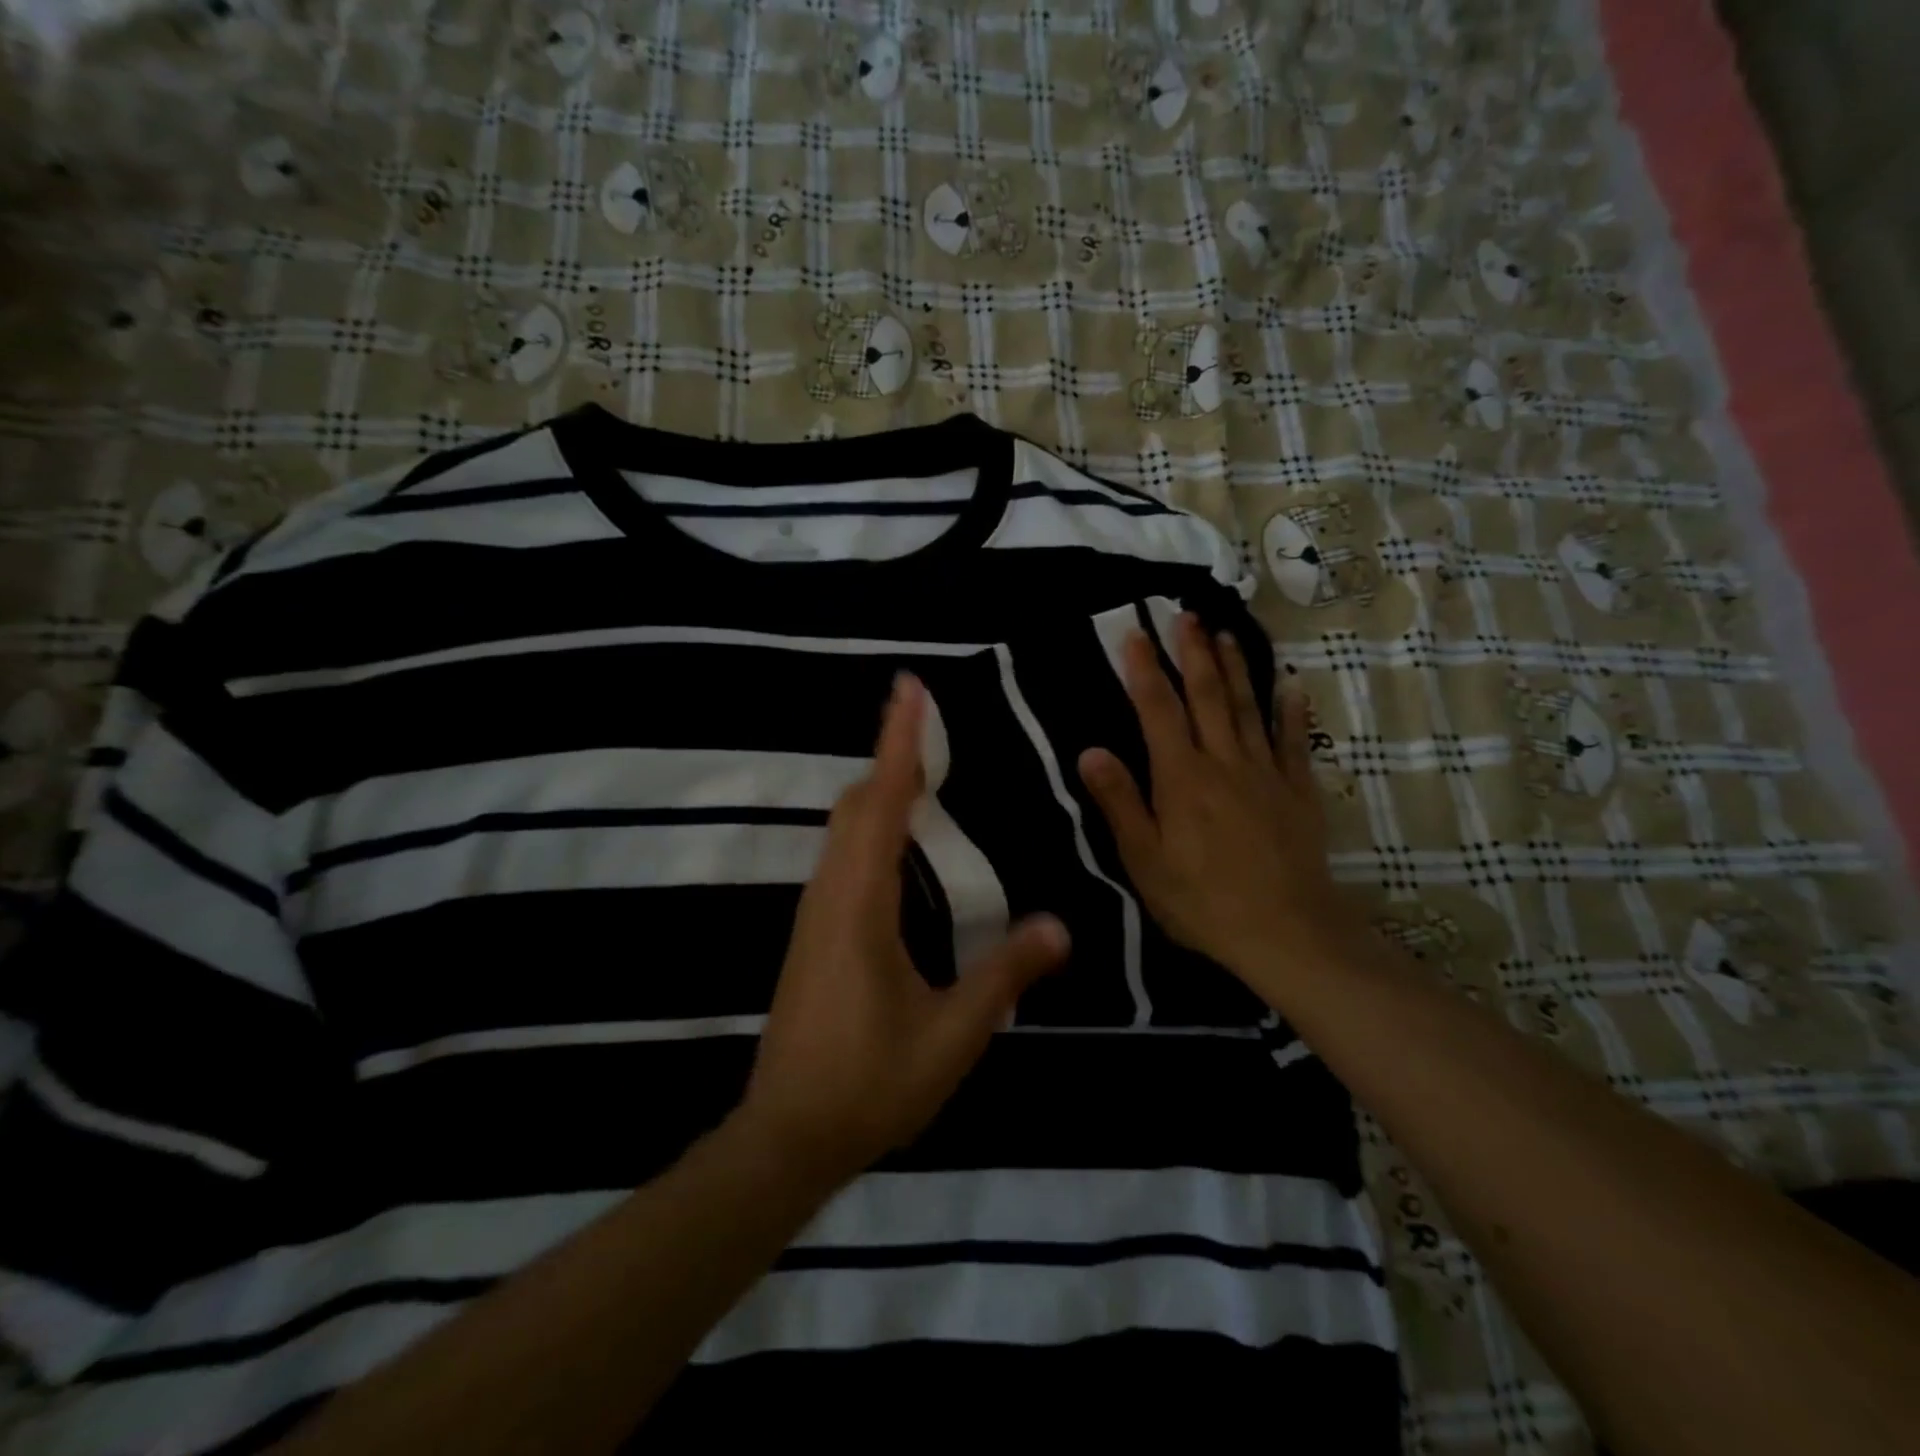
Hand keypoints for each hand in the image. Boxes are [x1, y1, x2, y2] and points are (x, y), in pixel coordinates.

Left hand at [739, 673, 1069, 1190]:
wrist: (786, 1136)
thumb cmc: (870, 1084)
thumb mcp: (952, 1035)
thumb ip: (1004, 975)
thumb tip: (1060, 926)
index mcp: (861, 905)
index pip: (883, 803)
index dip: (900, 742)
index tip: (910, 689)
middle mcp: (830, 895)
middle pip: (857, 804)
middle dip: (892, 756)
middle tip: (929, 723)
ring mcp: (814, 914)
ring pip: (844, 830)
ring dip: (880, 791)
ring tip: (921, 771)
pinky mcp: (812, 934)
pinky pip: (841, 857)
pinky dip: (871, 827)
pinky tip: (898, 847)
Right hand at [1077, 615, 1363, 990]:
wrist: (1287, 933)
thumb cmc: (1203, 900)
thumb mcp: (1145, 860)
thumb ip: (1120, 802)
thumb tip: (1090, 750)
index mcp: (1181, 777)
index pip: (1158, 710)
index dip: (1144, 670)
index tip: (1134, 634)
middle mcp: (1223, 762)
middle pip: (1206, 696)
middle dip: (1193, 653)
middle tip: (1185, 615)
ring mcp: (1266, 773)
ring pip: (1247, 708)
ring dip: (1235, 668)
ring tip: (1225, 633)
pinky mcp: (1297, 791)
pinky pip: (1294, 741)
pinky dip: (1291, 711)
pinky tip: (1290, 685)